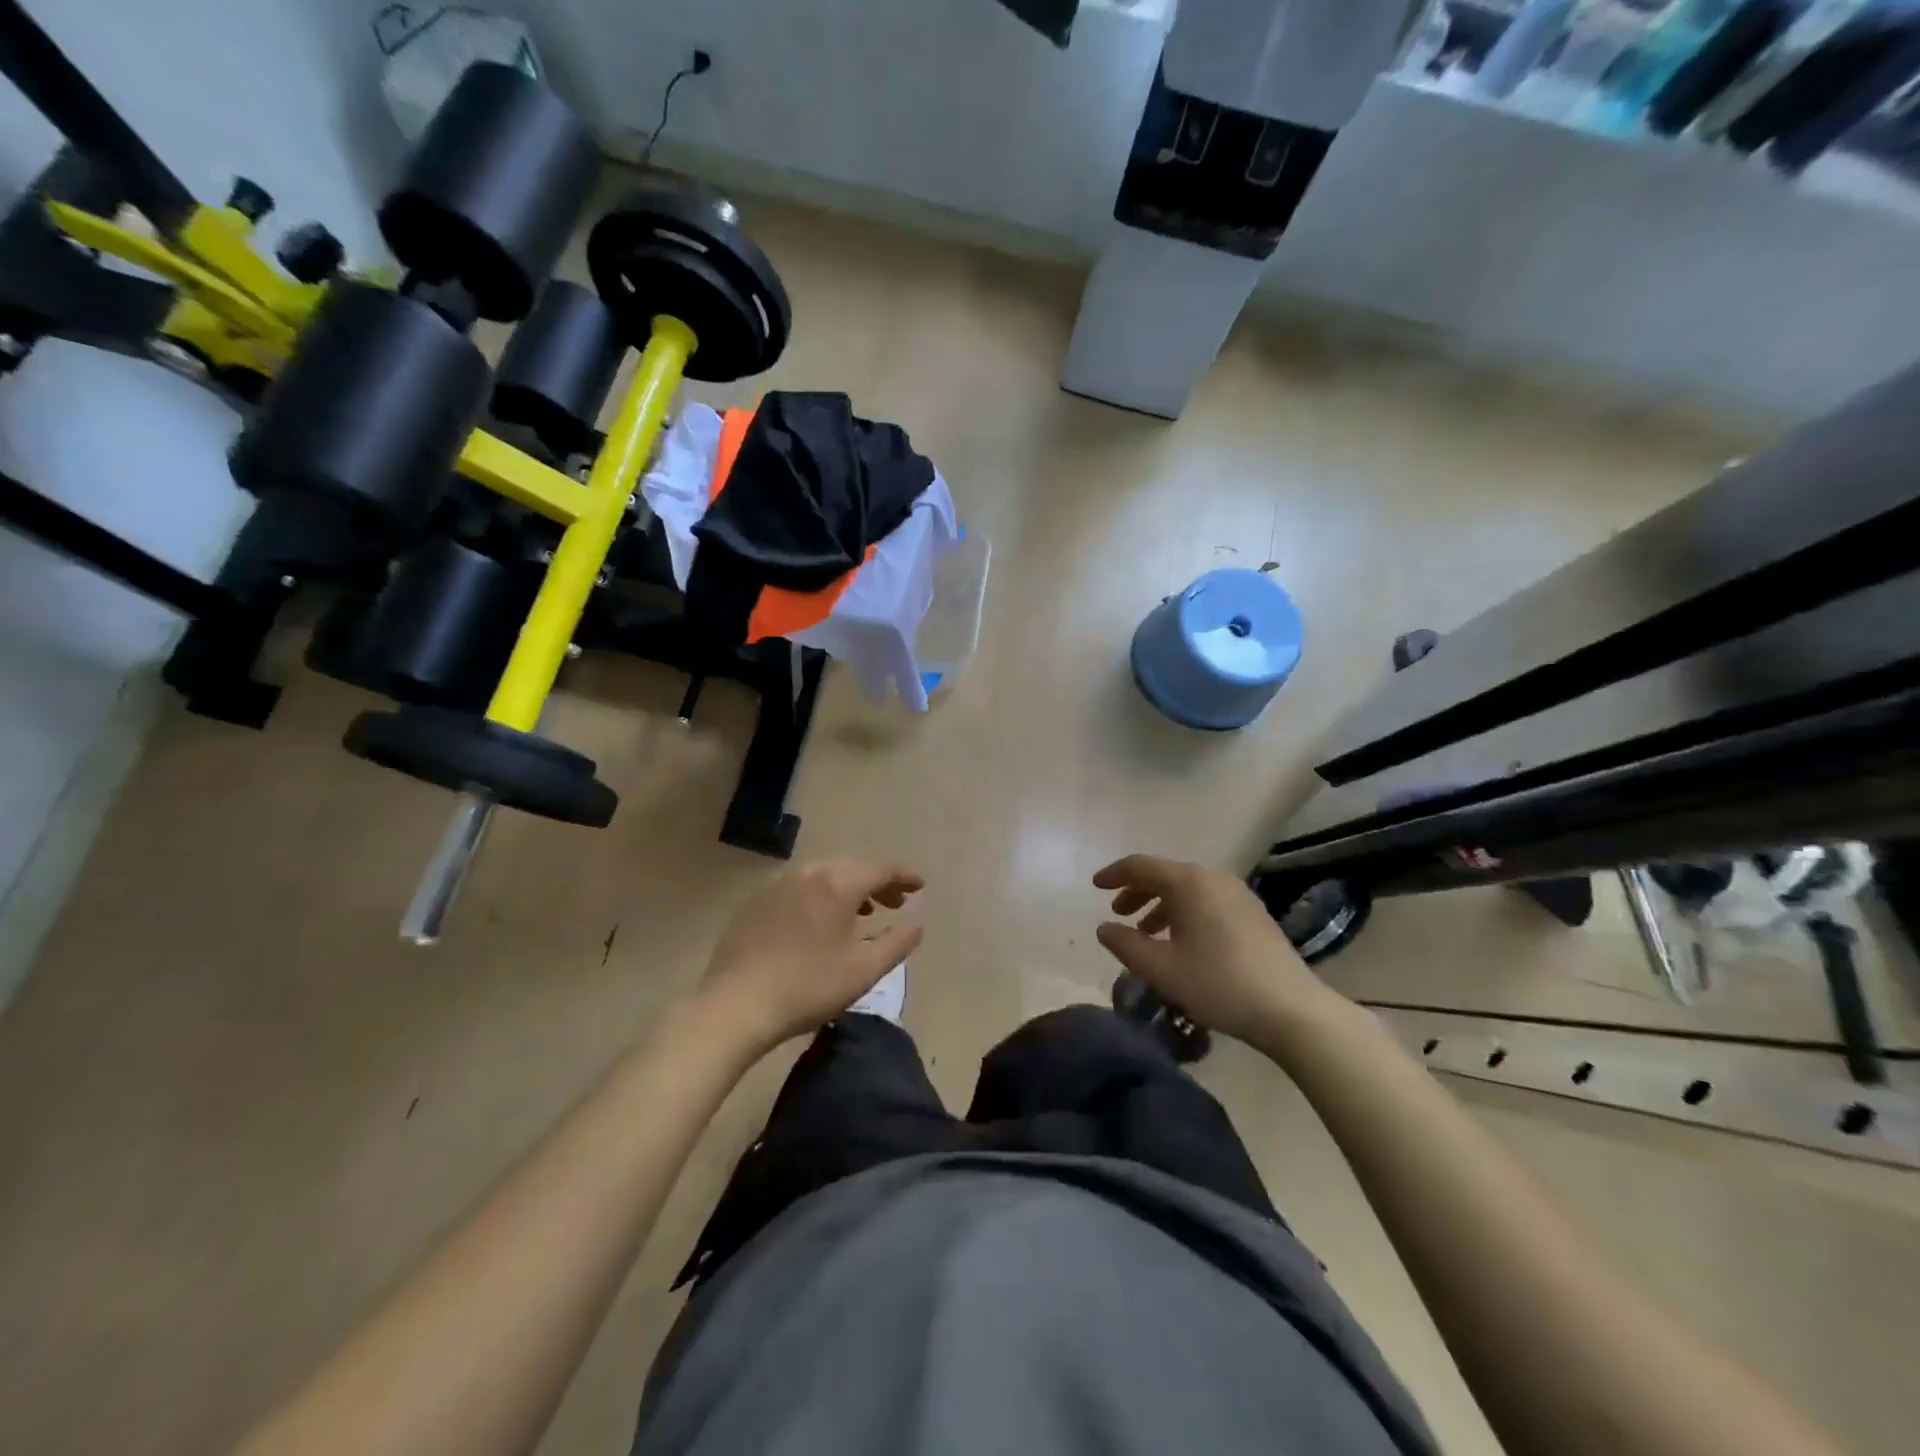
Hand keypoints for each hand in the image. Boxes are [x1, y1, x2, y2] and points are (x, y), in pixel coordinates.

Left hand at [698, 860, 923, 1052]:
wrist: (735, 1006)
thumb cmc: (808, 987)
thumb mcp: (864, 970)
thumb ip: (898, 942)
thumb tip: (917, 923)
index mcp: (836, 883)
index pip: (880, 869)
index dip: (904, 876)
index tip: (920, 886)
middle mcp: (807, 873)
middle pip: (851, 868)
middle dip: (877, 882)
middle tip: (895, 903)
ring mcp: (777, 885)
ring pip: (824, 876)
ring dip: (848, 889)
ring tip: (863, 912)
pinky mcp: (755, 902)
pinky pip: (798, 889)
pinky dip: (819, 897)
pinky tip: (820, 922)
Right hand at [1093, 854, 1337, 1046]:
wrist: (1291, 1009)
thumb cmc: (1219, 984)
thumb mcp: (1162, 969)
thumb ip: (1126, 945)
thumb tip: (1104, 928)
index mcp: (1189, 883)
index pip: (1141, 866)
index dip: (1114, 875)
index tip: (1094, 886)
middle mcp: (1213, 878)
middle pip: (1165, 875)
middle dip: (1137, 891)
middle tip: (1117, 912)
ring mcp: (1237, 894)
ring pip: (1187, 890)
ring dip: (1160, 905)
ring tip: (1145, 932)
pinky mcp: (1252, 913)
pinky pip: (1206, 901)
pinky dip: (1184, 912)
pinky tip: (1180, 942)